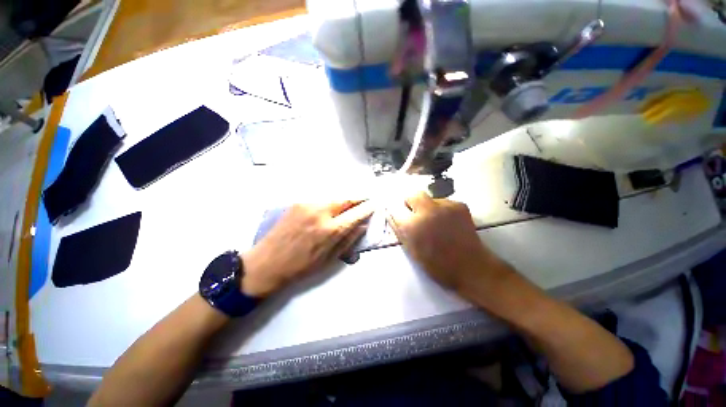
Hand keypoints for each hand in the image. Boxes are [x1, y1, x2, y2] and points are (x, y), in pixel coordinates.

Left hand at [241, 200, 373, 296]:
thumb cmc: (300, 267)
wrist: (266, 263)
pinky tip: (332, 207)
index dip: (367, 208)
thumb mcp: (329, 259)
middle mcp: (321, 212)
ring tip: (351, 204)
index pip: (355, 213)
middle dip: (358, 198)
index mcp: (330, 230)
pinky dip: (331, 202)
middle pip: (345, 199)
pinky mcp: (298, 203)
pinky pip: (321, 200)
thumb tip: (362, 226)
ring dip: (345, 200)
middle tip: (365, 199)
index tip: (374, 204)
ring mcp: (308, 205)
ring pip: (333, 197)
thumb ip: (348, 240)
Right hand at [387, 192, 505, 292]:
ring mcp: (444, 206)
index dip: (396, 213)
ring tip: (436, 222)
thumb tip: (392, 216)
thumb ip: (400, 231)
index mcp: (412, 226)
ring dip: (428, 207)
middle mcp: (426, 211)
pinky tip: (448, 222)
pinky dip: (442, 209)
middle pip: (412, 195)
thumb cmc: (437, 265)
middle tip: (415, 214)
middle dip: (411, 203)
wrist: (471, 267)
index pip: (395, 211)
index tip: (400, 216)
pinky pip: (443, 202)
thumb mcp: (412, 250)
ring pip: (429, 198)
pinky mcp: (459, 205)